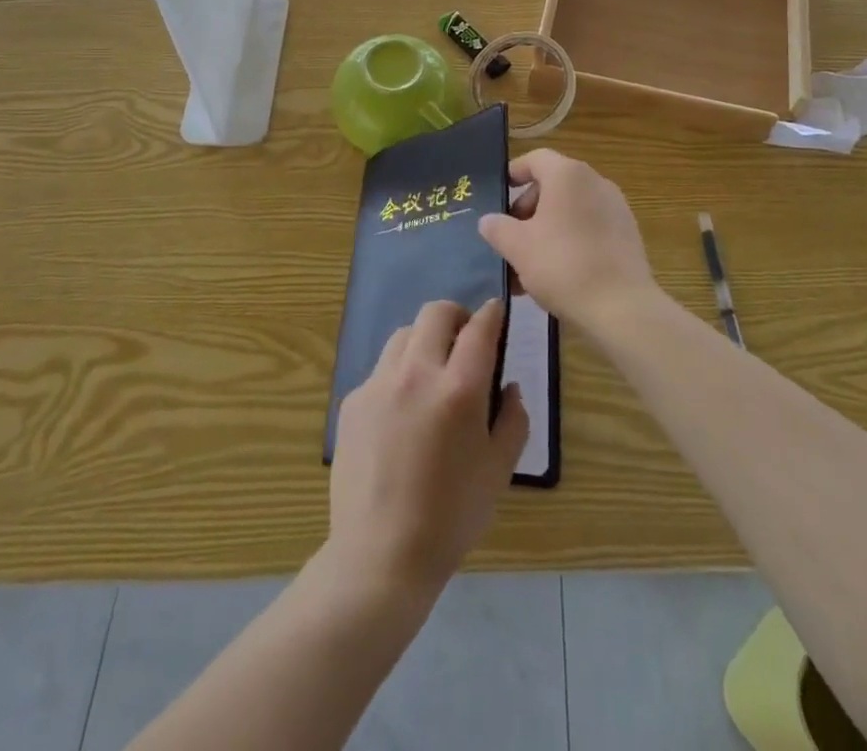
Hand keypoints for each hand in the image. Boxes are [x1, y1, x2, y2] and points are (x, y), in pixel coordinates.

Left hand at [324, 299, 528, 604]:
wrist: (380, 554)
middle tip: (465, 340)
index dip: (491, 313)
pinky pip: (381, 369)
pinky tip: (402, 412)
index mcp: (459, 389)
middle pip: (435, 313)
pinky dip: (398, 374)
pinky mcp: (353, 401)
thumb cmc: (451, 516)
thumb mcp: (499, 471)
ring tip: (432, 373)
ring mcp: (379, 383)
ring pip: (404, 334)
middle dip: (456, 317)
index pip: (479, 329)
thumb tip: (509, 387)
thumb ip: (513, 420)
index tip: (496, 312)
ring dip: (424, 341)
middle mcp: (416, 373)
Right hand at [478, 150, 662, 331]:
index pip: (535, 159)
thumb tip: (489, 220)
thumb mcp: (517, 247)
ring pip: (571, 210)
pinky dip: (570, 241)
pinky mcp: (628, 235)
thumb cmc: (562, 265)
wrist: (622, 308)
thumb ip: (497, 228)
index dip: (514, 172)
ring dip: (547, 229)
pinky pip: (590, 228)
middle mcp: (595, 182)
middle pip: (553, 185)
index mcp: (568, 175)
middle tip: (511, 237)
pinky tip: (557, 274)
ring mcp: (616, 208)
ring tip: (529, 265)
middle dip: (528, 209)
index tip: (499, 194)